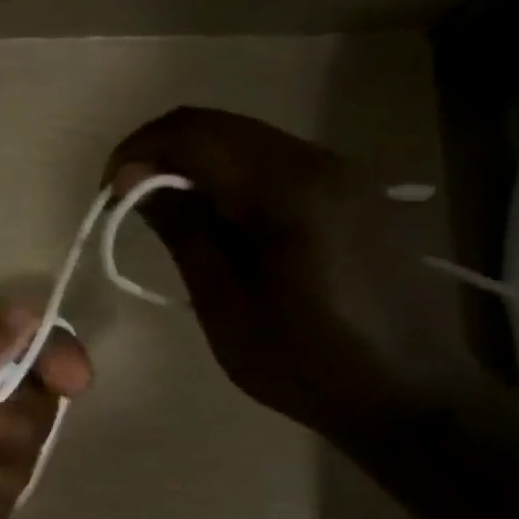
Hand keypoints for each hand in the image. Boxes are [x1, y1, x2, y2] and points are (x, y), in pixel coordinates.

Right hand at [105, 107, 486, 448]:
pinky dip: (228, 175)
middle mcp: (318, 162)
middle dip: (160, 153)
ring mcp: (342, 172)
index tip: (107, 196)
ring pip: (245, 138)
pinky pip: (271, 160)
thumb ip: (184, 233)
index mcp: (287, 191)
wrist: (410, 393)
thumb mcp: (226, 307)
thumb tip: (135, 182)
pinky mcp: (350, 191)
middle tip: (125, 202)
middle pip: (219, 125)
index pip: (194, 135)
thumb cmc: (307, 363)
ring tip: (164, 213)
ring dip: (193, 163)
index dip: (138, 153)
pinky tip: (215, 220)